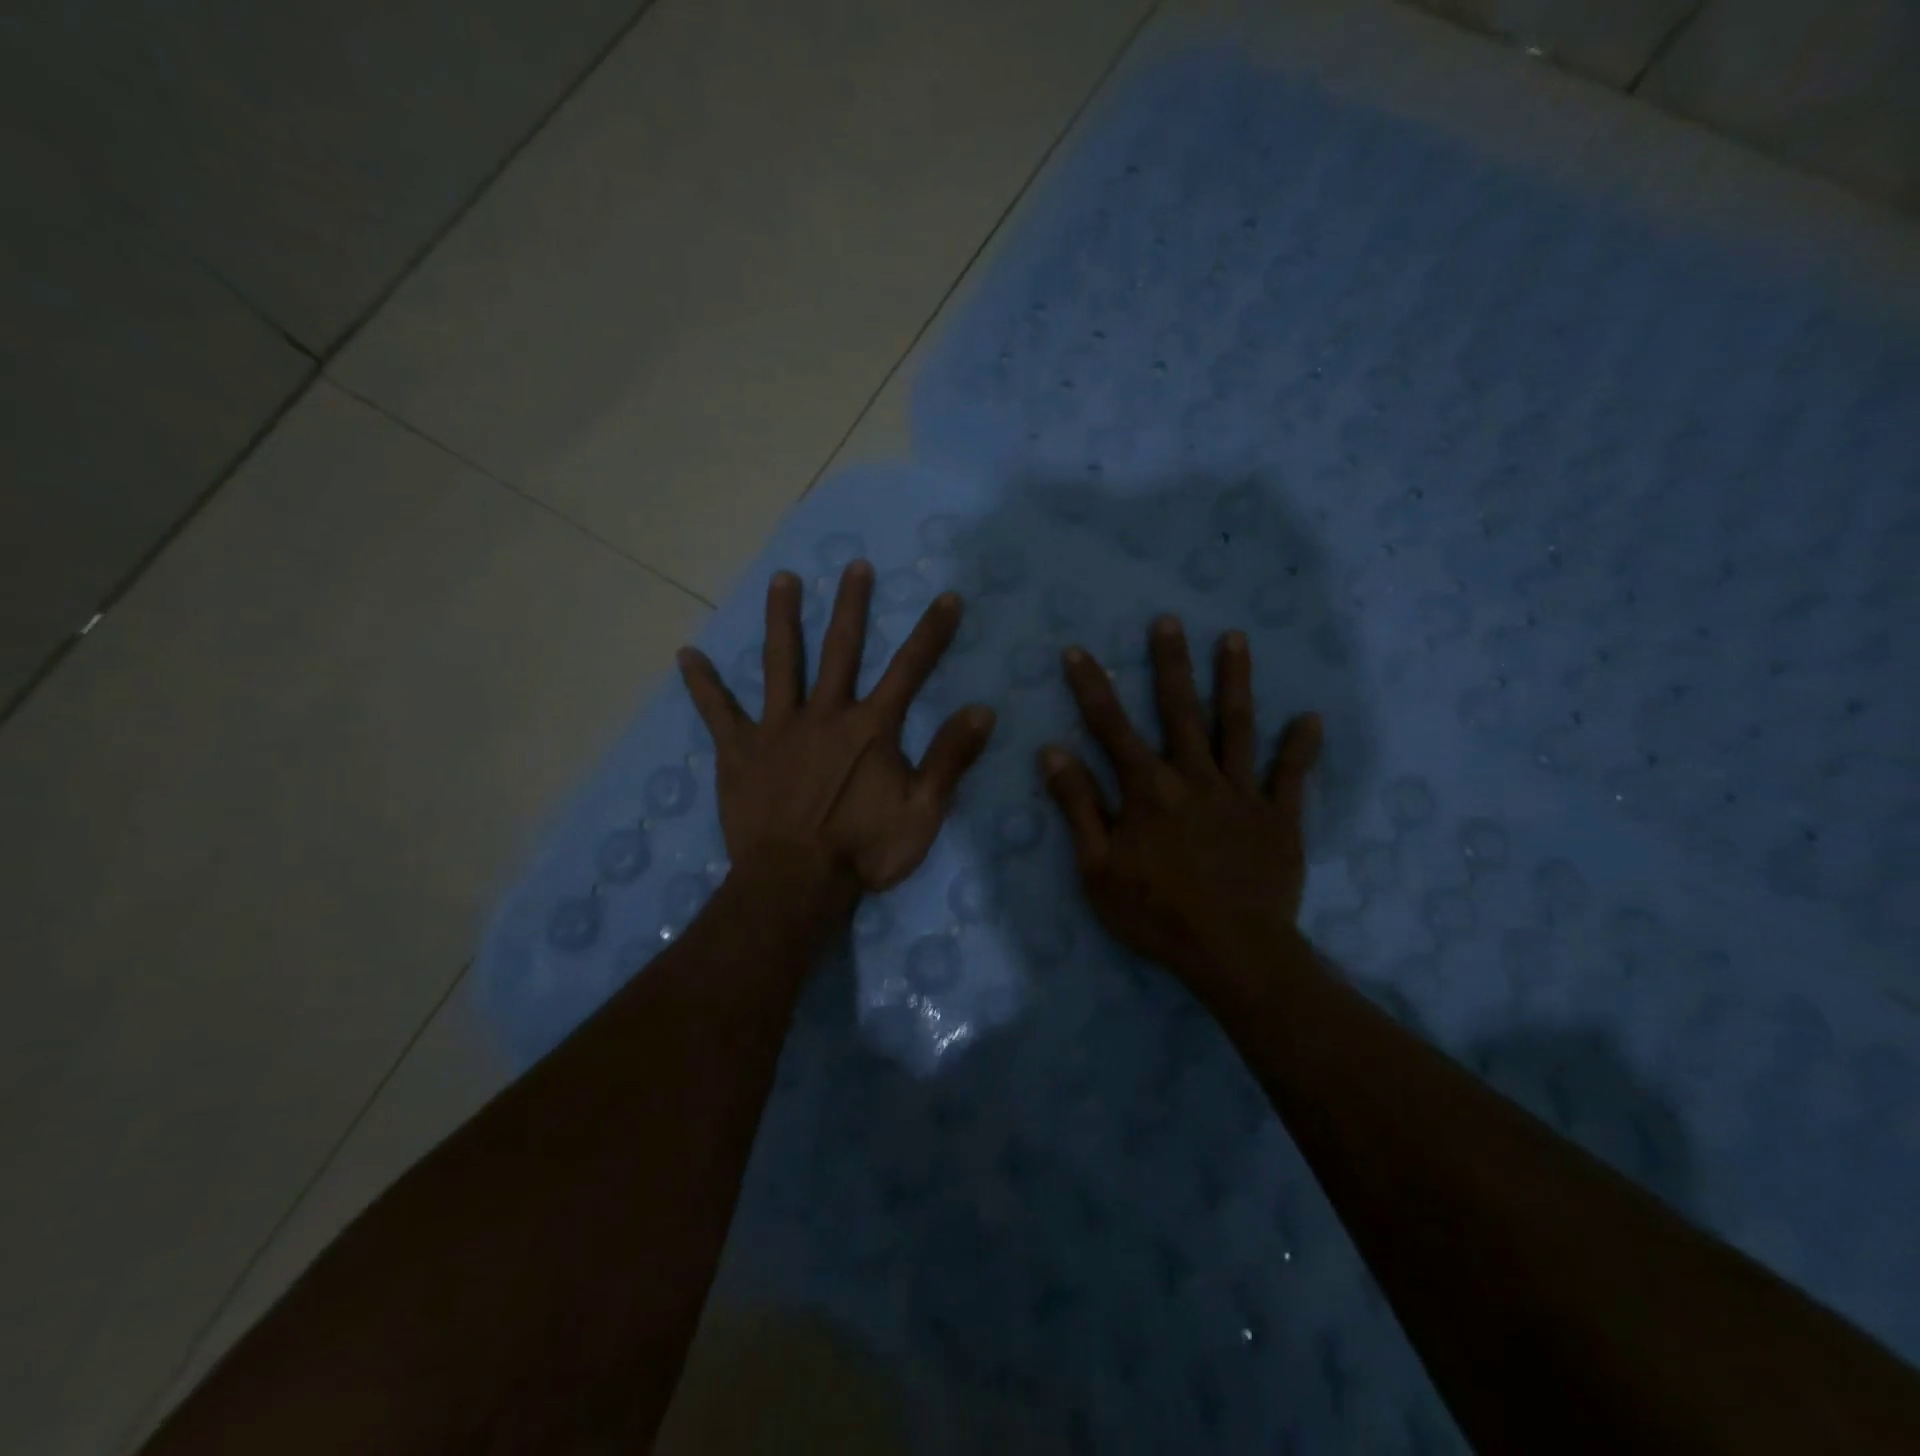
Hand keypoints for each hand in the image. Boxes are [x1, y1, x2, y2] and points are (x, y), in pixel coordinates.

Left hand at [677, 562, 995, 899]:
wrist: (794, 884)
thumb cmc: (863, 851)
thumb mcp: (923, 812)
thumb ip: (950, 759)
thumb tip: (982, 710)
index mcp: (871, 728)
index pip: (910, 669)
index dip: (932, 632)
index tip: (947, 597)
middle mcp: (825, 714)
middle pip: (840, 649)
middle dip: (852, 606)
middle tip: (855, 565)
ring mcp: (778, 728)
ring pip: (780, 663)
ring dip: (782, 619)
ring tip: (782, 579)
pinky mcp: (740, 751)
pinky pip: (717, 712)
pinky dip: (703, 684)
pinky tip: (687, 655)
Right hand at [1041, 616, 1321, 999]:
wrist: (1232, 953)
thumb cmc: (1155, 913)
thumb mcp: (1097, 867)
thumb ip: (1078, 806)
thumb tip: (1053, 751)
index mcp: (1148, 790)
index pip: (1111, 727)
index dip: (1092, 687)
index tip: (1078, 651)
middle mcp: (1194, 778)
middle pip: (1180, 711)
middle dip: (1171, 663)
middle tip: (1169, 621)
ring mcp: (1241, 794)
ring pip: (1238, 727)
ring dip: (1235, 681)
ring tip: (1236, 639)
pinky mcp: (1279, 818)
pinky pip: (1291, 776)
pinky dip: (1301, 747)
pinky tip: (1311, 717)